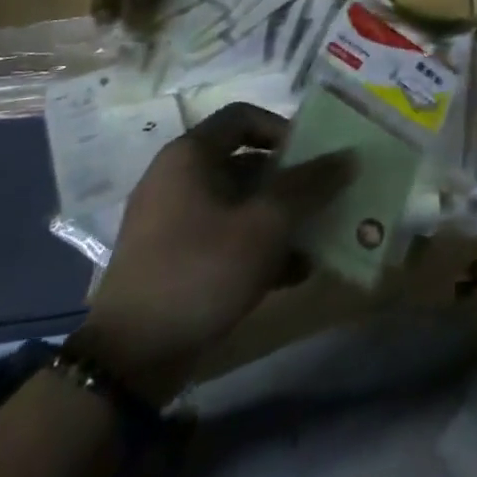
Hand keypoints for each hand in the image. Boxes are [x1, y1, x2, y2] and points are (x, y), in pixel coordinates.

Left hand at [72, 103, 352, 404]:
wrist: (129, 360)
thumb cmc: (200, 270)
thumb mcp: (265, 224)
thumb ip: (309, 185)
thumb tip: (348, 156)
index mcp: (191, 157)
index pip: (243, 117)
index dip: (283, 128)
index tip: (313, 155)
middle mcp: (178, 180)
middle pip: (246, 162)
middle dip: (291, 180)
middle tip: (326, 197)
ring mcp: (173, 223)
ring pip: (240, 204)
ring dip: (282, 217)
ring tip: (319, 237)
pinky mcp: (175, 261)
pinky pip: (227, 238)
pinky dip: (260, 248)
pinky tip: (295, 272)